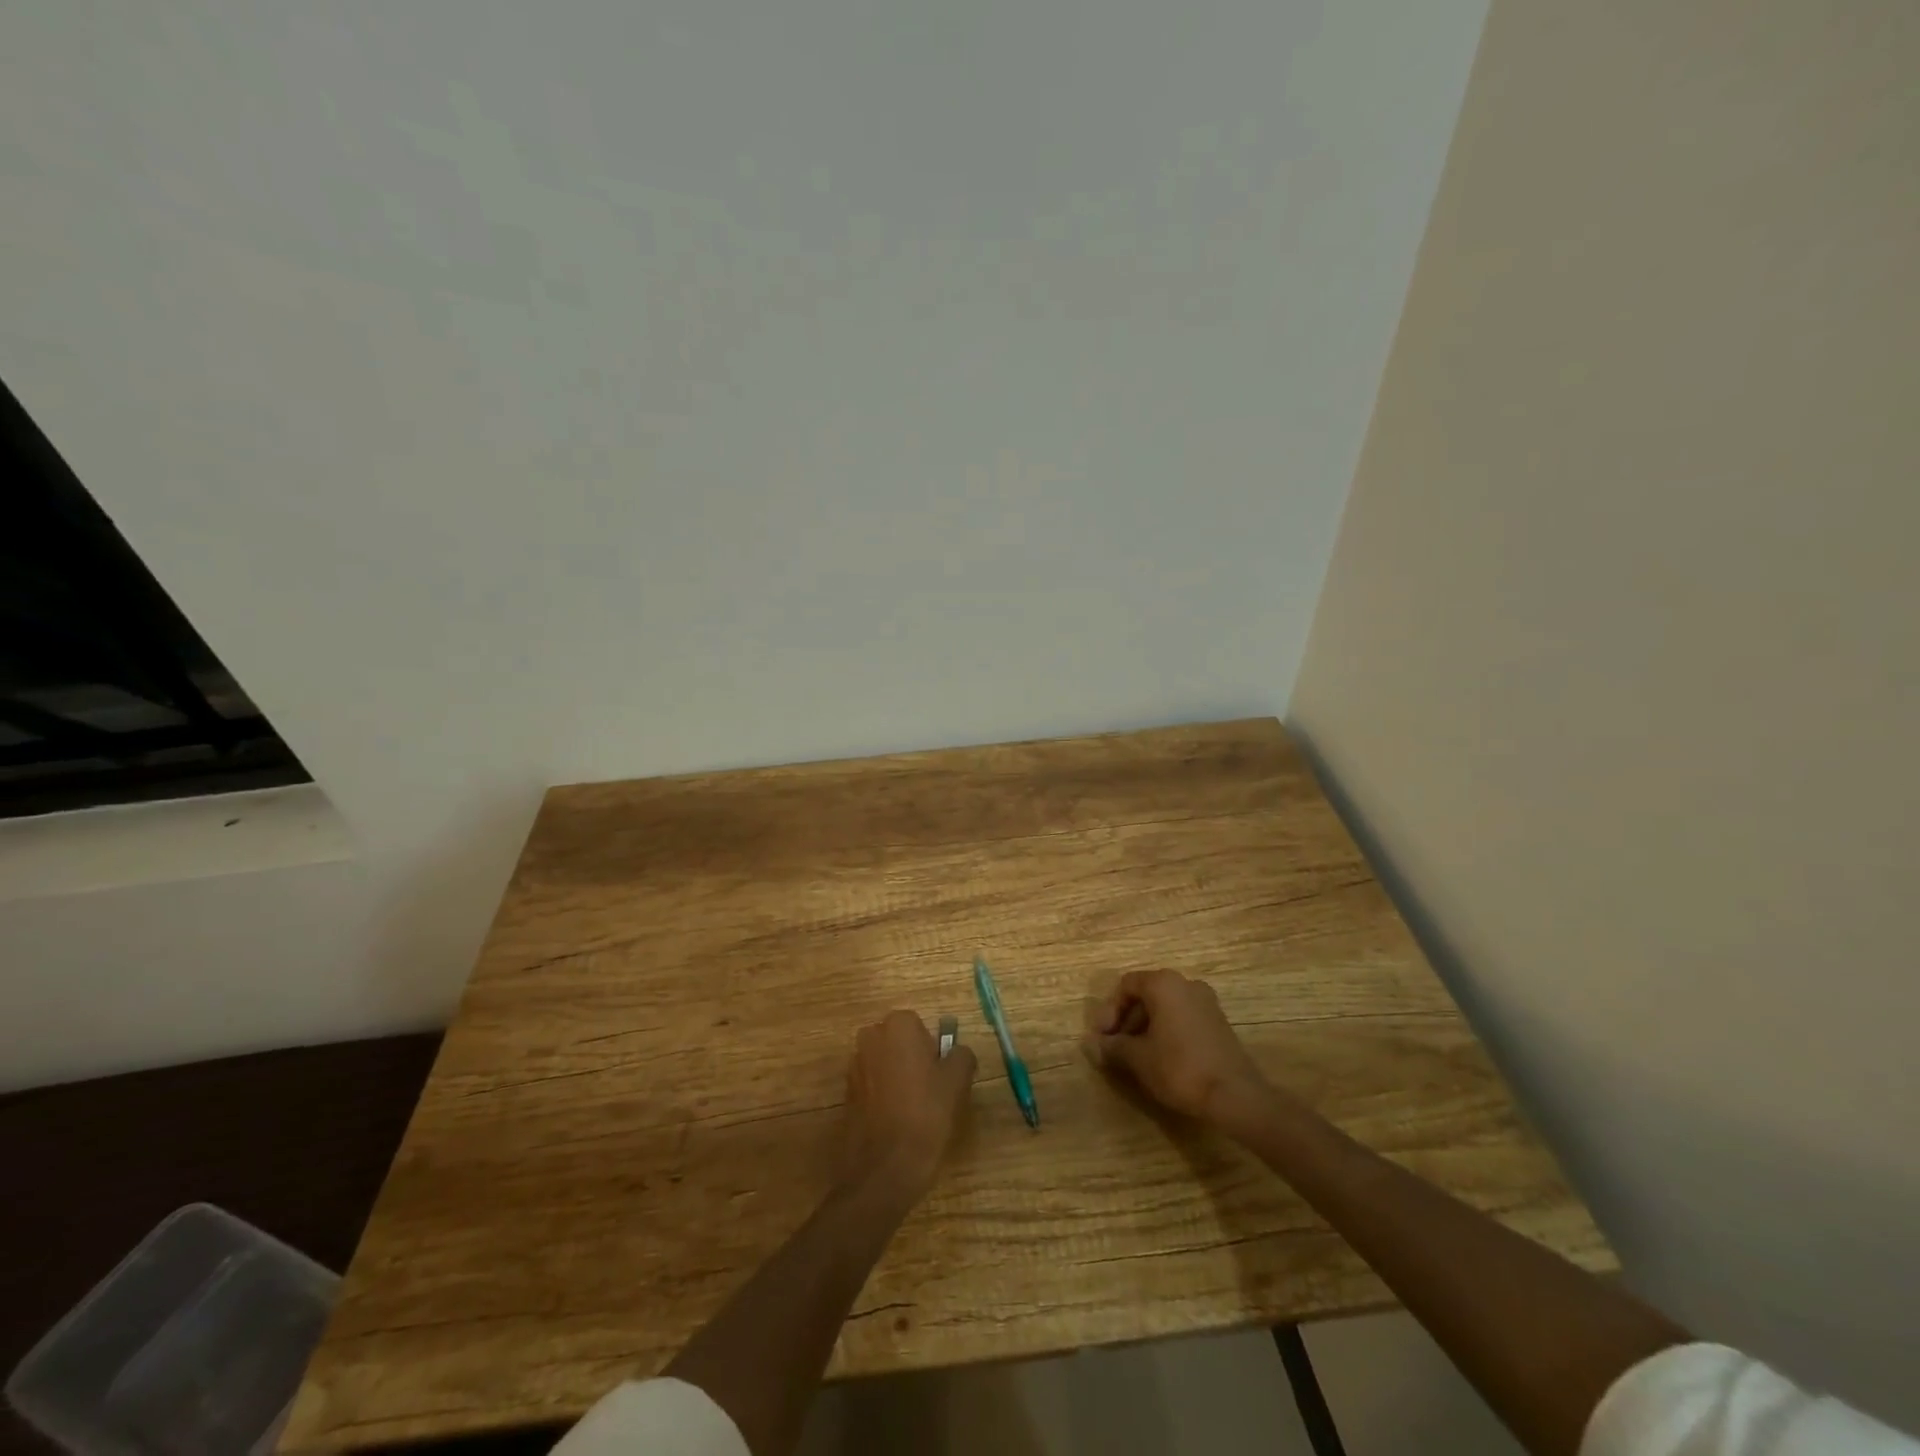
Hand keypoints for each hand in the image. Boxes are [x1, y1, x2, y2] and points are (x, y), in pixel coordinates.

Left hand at [840, 1010, 977, 1200]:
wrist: (884, 1169)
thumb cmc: (925, 1116)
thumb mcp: (957, 1082)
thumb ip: (961, 1056)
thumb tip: (957, 1051)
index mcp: (899, 1025)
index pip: (922, 1027)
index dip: (934, 1051)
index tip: (942, 1076)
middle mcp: (871, 1036)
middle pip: (900, 1042)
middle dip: (913, 1060)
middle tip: (931, 1092)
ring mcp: (855, 1065)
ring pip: (885, 1063)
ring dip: (898, 1077)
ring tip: (915, 1110)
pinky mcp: (846, 1092)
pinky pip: (872, 1085)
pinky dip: (883, 1096)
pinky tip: (896, 1121)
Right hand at [1085, 970, 1270, 1123]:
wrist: (1235, 1096)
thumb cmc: (1179, 1068)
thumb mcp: (1138, 1058)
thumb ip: (1112, 1046)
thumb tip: (1090, 1045)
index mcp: (1164, 983)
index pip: (1126, 985)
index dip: (1108, 1010)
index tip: (1102, 1038)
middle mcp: (1186, 984)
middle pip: (1145, 994)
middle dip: (1126, 1020)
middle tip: (1115, 1047)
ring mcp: (1206, 1002)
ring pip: (1164, 1007)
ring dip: (1144, 1027)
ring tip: (1134, 1056)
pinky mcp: (1218, 1022)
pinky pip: (1182, 1017)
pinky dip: (1165, 1031)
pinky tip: (1159, 1058)